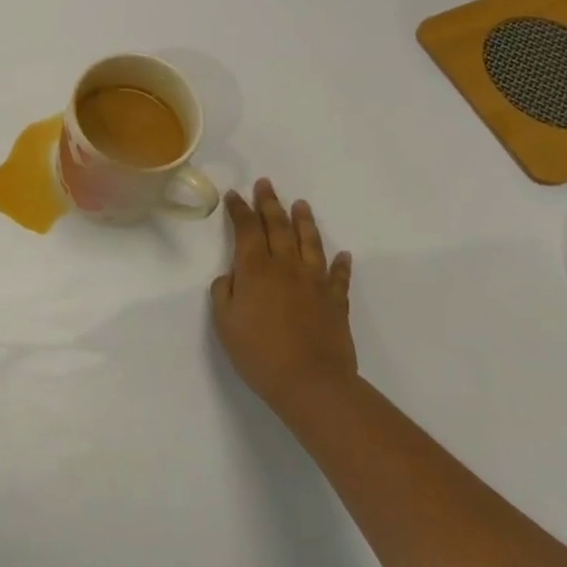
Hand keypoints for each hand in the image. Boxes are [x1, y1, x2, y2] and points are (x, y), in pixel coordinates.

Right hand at [211, 178, 356, 416]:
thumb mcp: (225, 322)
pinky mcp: (335, 302)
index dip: (240, 210)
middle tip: (266, 184)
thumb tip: (232, 276)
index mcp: (255, 269)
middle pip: (278, 226)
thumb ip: (224, 292)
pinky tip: (342, 255)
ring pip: (309, 242)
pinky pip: (339, 277)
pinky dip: (340, 264)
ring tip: (301, 204)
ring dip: (303, 221)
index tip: (234, 195)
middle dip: (269, 203)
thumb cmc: (259, 352)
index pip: (247, 229)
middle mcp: (286, 266)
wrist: (311, 382)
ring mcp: (314, 282)